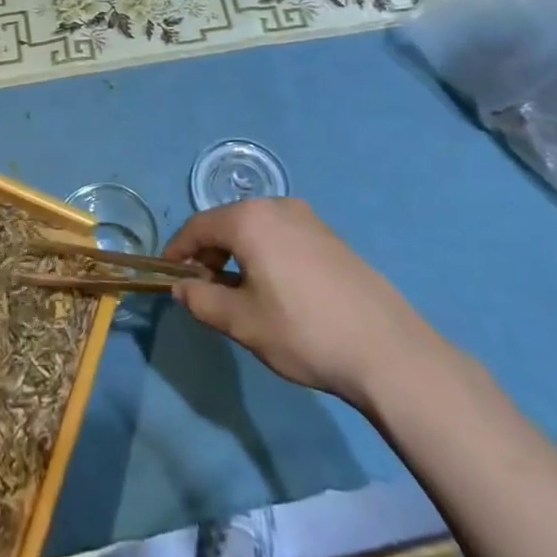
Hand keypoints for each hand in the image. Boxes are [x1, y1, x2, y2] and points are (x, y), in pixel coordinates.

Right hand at [165, 197, 446, 409]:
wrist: (388, 350)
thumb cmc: (304, 332)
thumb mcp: (243, 322)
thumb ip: (202, 300)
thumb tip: (182, 287)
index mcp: (249, 219)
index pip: (198, 226)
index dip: (178, 250)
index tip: (168, 273)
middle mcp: (277, 206)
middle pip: (227, 222)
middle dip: (208, 252)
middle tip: (204, 289)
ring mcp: (308, 218)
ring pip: (256, 228)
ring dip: (237, 253)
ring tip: (239, 293)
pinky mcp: (330, 236)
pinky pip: (282, 235)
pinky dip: (265, 253)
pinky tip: (275, 289)